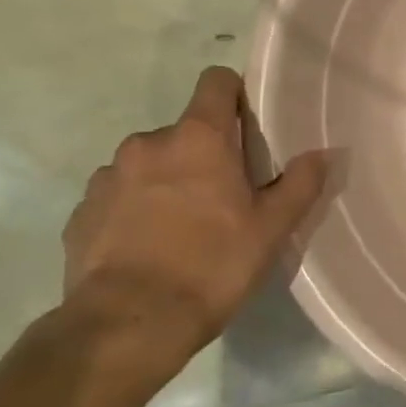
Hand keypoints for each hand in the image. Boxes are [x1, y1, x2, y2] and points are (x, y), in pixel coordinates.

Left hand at [61, 67, 327, 386]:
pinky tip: (148, 248)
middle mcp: (147, 144)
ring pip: (148, 164)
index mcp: (198, 139)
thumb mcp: (271, 229)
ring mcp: (107, 177)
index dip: (234, 95)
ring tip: (182, 228)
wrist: (129, 324)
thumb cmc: (212, 265)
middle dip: (202, 154)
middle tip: (223, 197)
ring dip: (166, 182)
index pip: (216, 82)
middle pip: (184, 132)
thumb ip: (300, 184)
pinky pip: (117, 196)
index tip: (247, 126)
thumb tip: (323, 153)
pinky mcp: (81, 212)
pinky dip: (134, 210)